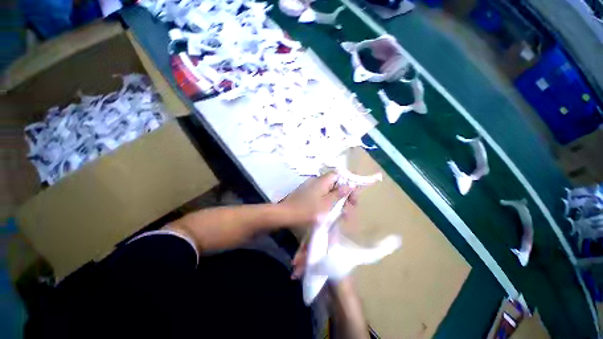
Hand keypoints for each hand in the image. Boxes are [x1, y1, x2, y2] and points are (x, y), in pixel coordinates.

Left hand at [280, 172, 357, 227]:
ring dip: (337, 201)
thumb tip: (350, 184)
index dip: (348, 183)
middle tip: (349, 209)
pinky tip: (331, 212)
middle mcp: (317, 181)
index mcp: (323, 181)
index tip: (353, 196)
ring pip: (329, 191)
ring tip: (342, 215)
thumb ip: (339, 194)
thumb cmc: (308, 210)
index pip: (339, 174)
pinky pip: (322, 195)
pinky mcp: (307, 194)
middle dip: (344, 195)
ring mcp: (311, 187)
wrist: (286, 214)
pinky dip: (328, 202)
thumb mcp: (327, 204)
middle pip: (335, 184)